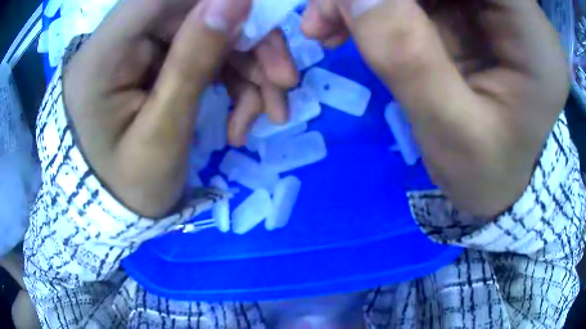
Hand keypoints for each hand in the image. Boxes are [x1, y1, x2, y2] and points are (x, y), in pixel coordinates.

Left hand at [64, 0, 296, 217]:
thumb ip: (193, 60)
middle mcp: (120, 40)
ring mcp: (140, 49)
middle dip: (250, 43)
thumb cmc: (126, 188)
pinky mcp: (155, 61)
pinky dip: (233, 81)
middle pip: (196, 11)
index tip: (261, 16)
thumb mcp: (162, 135)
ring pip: (210, 33)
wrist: (113, 209)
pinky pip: (204, 55)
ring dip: (250, 68)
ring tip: (271, 114)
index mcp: (104, 55)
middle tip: (285, 82)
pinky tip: (243, 120)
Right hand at [302, 0, 568, 216]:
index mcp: (535, 39)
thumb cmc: (487, 174)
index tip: (355, 0)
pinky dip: (381, 0)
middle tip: (327, 11)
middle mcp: (521, 13)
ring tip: (328, 23)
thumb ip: (407, 57)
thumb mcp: (452, 133)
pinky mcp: (472, 12)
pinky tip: (351, 22)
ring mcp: (496, 9)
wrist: (500, 183)